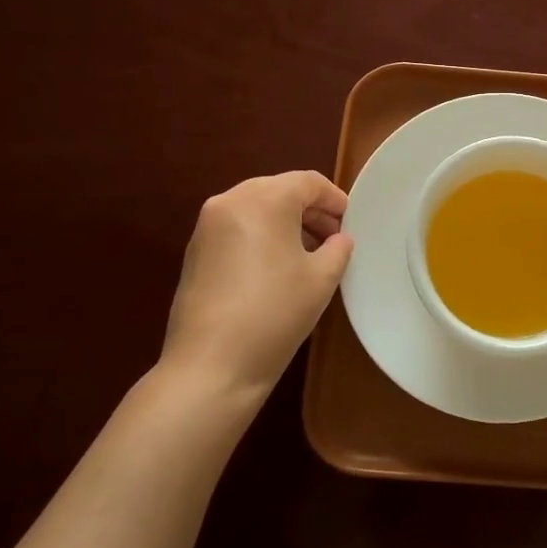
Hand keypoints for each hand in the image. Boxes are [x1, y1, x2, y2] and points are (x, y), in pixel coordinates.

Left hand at [157, 171, 353, 398]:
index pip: (308, 182)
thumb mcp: (322, 279)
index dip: (335, 199)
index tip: (351, 222)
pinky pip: (237, 228)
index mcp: (264, 199)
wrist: (211, 365)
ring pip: (256, 208)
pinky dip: (262, 236)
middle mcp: (230, 201)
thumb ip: (338, 248)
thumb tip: (338, 240)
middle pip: (279, 190)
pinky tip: (276, 268)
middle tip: (333, 238)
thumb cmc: (275, 313)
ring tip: (309, 254)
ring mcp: (207, 226)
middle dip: (310, 210)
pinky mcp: (195, 252)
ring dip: (286, 223)